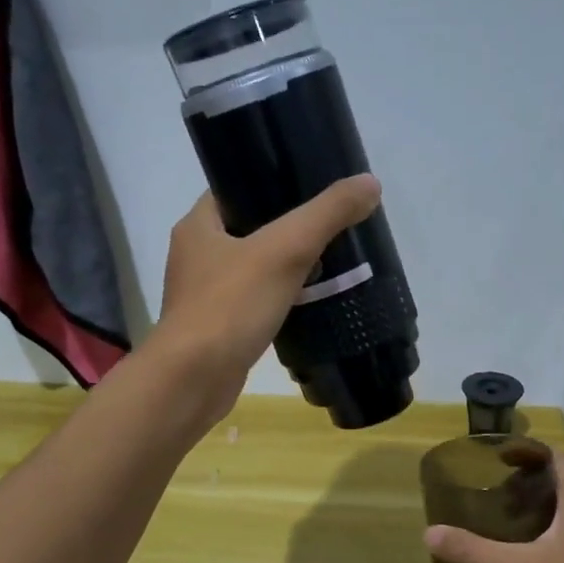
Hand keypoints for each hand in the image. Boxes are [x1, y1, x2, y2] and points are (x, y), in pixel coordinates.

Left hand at [147, 175, 381, 423]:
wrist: (194, 380)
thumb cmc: (230, 306)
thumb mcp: (285, 250)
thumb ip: (327, 215)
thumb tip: (370, 183)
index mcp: (198, 226)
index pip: (234, 188)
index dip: (271, 182)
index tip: (311, 186)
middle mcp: (196, 256)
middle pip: (248, 229)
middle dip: (287, 228)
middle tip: (331, 226)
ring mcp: (204, 296)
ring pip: (253, 269)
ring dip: (285, 267)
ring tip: (329, 262)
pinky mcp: (218, 330)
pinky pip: (254, 304)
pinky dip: (279, 301)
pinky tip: (309, 304)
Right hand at [424, 450, 563, 562]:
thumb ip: (475, 550)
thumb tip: (429, 532)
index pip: (553, 455)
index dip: (524, 452)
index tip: (494, 461)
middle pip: (562, 477)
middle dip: (528, 479)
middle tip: (494, 490)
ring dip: (542, 504)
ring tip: (507, 517)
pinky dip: (553, 527)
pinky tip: (532, 550)